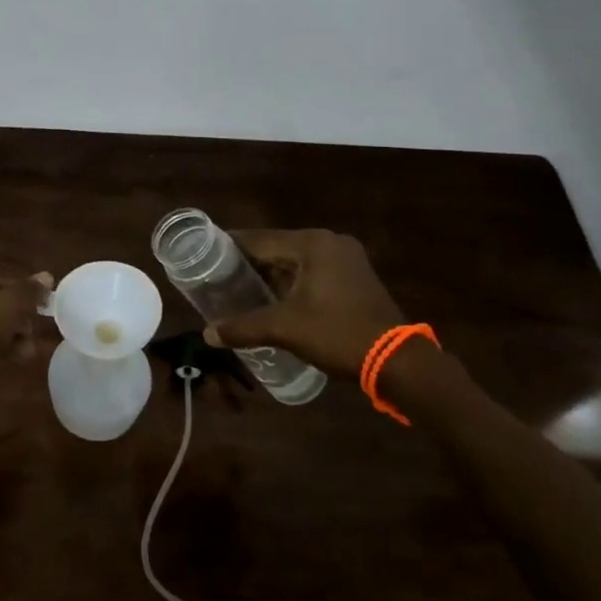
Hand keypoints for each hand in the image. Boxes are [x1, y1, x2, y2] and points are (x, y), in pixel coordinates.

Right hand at [205, 229, 405, 377]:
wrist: (397, 361)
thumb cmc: (337, 334)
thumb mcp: (285, 329)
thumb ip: (243, 327)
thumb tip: (208, 334)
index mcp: (312, 244)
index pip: (259, 239)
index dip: (230, 248)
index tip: (204, 256)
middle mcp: (329, 242)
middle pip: (277, 248)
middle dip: (249, 264)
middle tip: (219, 278)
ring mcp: (347, 258)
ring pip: (296, 260)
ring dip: (271, 274)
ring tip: (241, 289)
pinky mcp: (356, 276)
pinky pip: (313, 271)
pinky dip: (293, 281)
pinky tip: (275, 298)